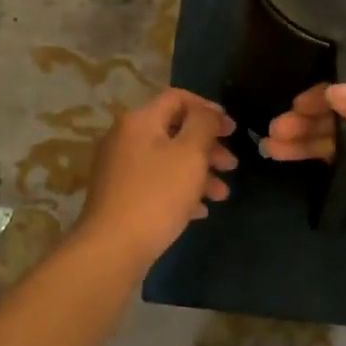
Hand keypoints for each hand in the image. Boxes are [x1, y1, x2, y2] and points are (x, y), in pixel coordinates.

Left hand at [78, 89, 237, 266]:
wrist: (113, 247)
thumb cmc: (158, 194)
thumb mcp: (191, 153)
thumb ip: (204, 124)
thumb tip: (208, 112)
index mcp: (140, 121)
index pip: (178, 98)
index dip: (209, 109)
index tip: (232, 129)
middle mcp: (125, 138)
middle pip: (175, 130)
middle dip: (208, 146)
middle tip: (232, 164)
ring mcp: (120, 168)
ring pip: (168, 160)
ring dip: (199, 172)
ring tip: (221, 195)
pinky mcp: (120, 195)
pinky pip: (157, 183)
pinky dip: (180, 190)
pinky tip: (199, 210)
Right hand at [262, 81, 345, 285]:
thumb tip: (333, 92)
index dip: (327, 93)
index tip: (294, 104)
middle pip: (345, 114)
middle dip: (309, 118)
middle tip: (274, 132)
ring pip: (339, 140)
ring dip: (307, 140)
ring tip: (272, 147)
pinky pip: (345, 167)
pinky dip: (319, 162)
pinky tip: (293, 160)